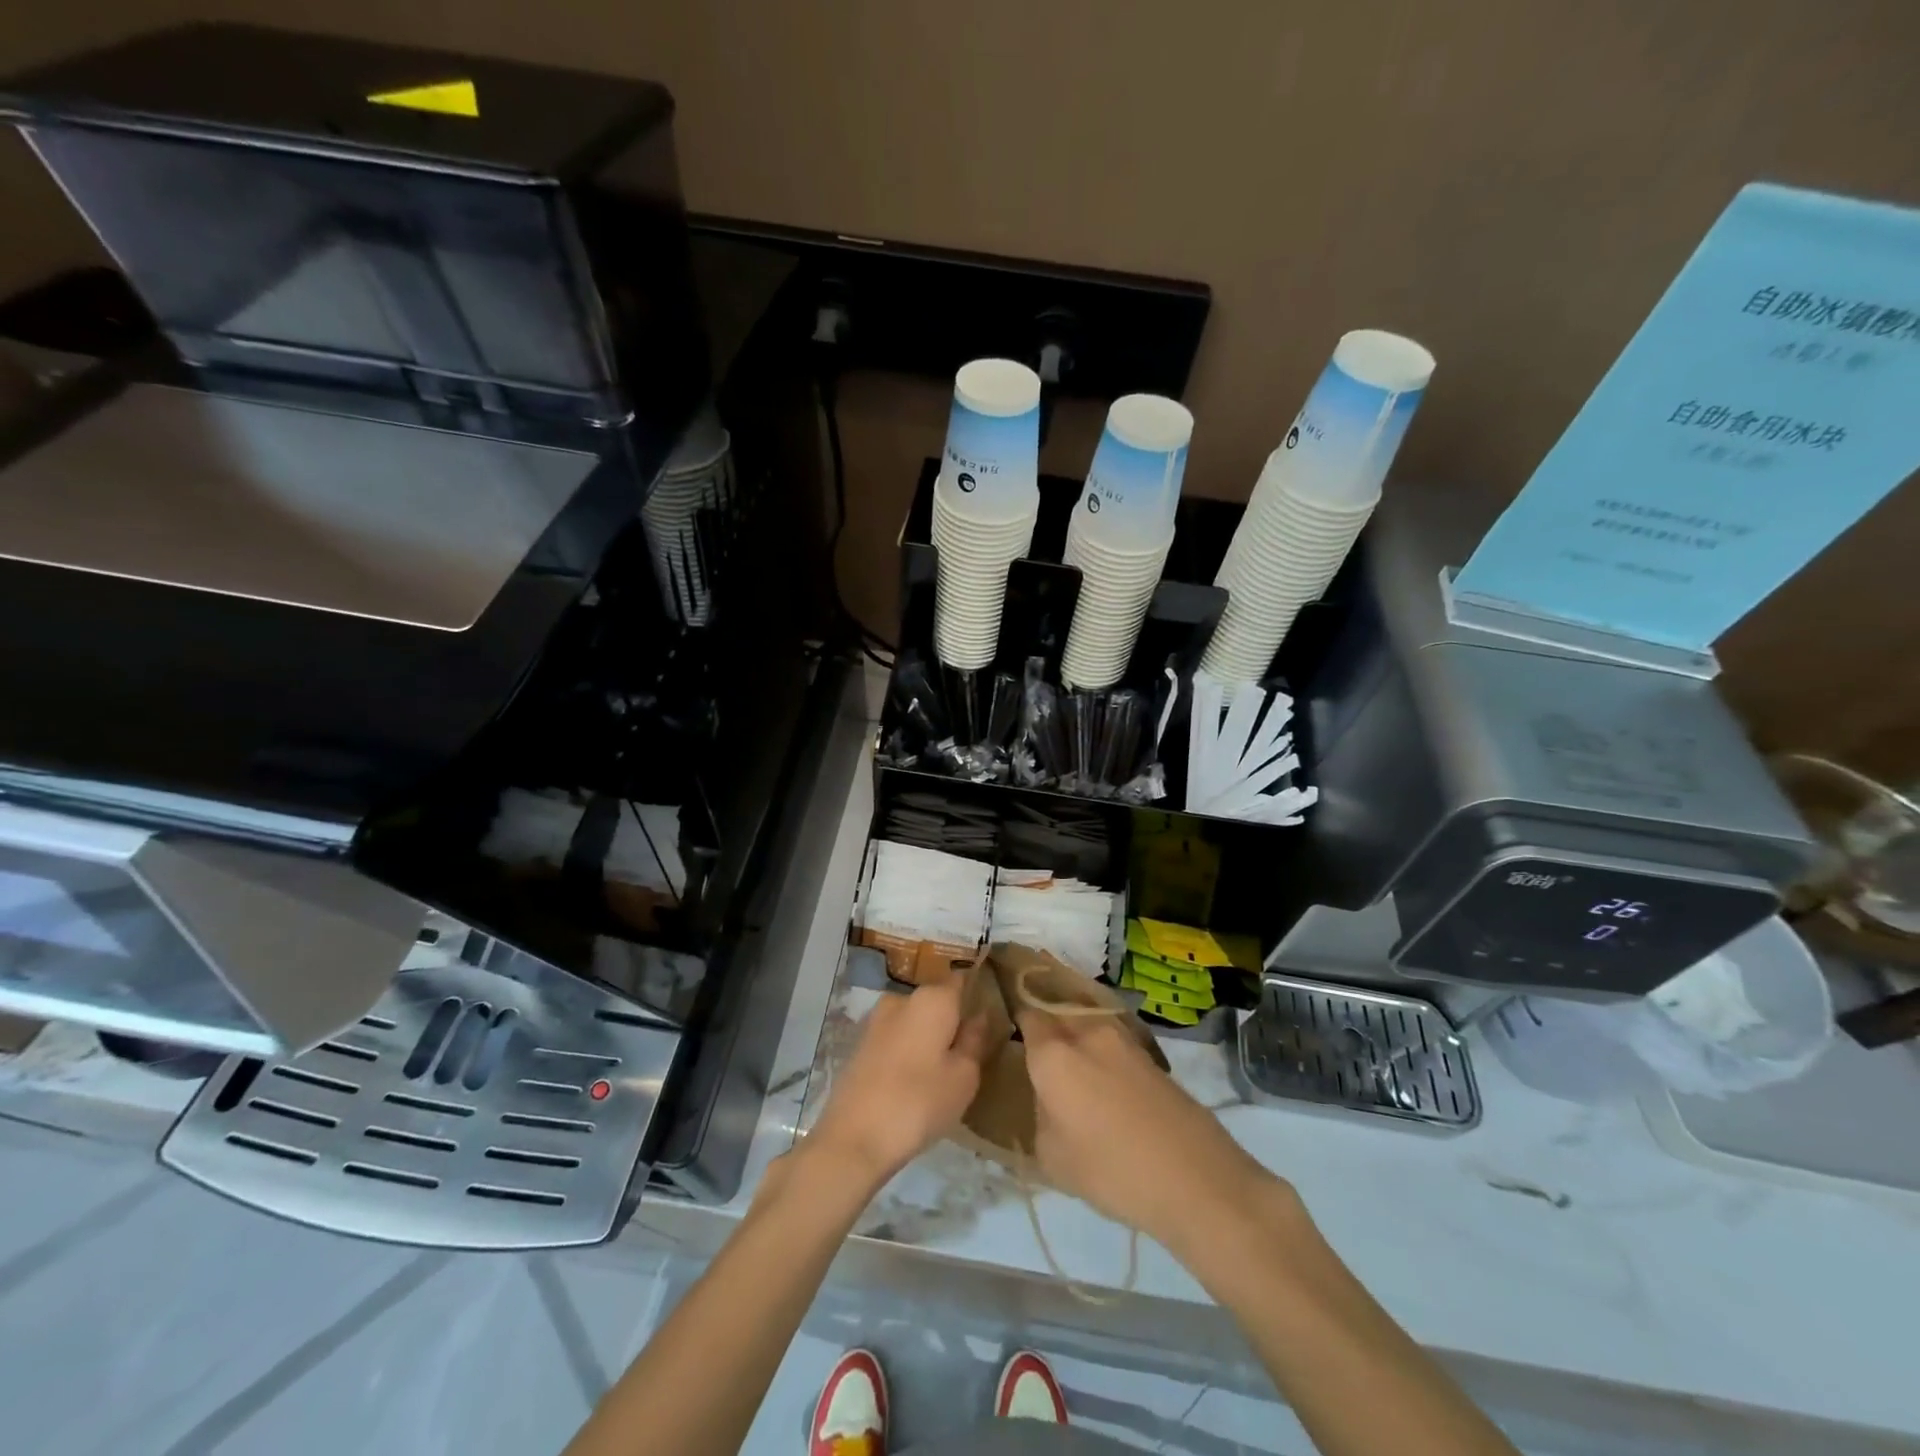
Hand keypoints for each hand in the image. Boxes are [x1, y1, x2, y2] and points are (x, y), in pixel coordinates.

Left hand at [806, 980, 989, 1188]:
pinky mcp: (859, 1044)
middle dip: (951, 1021)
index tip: (987, 1019)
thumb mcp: (963, 1077)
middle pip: (936, 1002)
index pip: (961, 981)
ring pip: (914, 1021)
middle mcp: (902, 998)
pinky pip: (895, 1039)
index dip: (976, 995)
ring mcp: (876, 1020)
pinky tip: (912, 1082)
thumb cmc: (919, 1102)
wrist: (853, 1138)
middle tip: (967, 1056)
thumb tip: (979, 1016)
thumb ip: (974, 1040)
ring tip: (940, 1075)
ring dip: (927, 1038)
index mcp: (932, 998)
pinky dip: (906, 1052)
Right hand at [1014, 1004, 1281, 1250]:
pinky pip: (1107, 1033)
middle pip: (1054, 1004)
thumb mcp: (1052, 1155)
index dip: (1009, 1002)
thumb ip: (1039, 1112)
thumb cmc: (1110, 1169)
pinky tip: (1093, 1066)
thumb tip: (1046, 1095)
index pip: (1023, 1008)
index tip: (997, 1006)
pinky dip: (1093, 1040)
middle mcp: (1084, 1031)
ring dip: (1068, 1022)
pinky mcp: (1146, 1052)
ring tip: (1057, 1047)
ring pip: (1082, 1015)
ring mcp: (1120, 1037)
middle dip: (1038, 1007)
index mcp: (1053, 1051)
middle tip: (1023, 1026)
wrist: (1193, 1177)